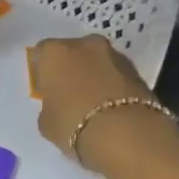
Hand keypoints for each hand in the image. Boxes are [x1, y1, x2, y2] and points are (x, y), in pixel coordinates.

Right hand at [30, 34, 155, 164]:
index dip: (42, 71)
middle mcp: (84, 45)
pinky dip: (112, 85)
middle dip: (70, 68)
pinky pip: (116, 74)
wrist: (126, 134)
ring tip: (91, 103)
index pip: (41, 53)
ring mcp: (114, 54)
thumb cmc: (73, 124)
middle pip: (72, 52)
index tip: (44, 88)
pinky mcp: (137, 70)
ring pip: (97, 62)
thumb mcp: (45, 122)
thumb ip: (48, 105)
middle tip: (68, 93)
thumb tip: (57, 104)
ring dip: (93, 75)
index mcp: (55, 53)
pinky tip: (109, 107)